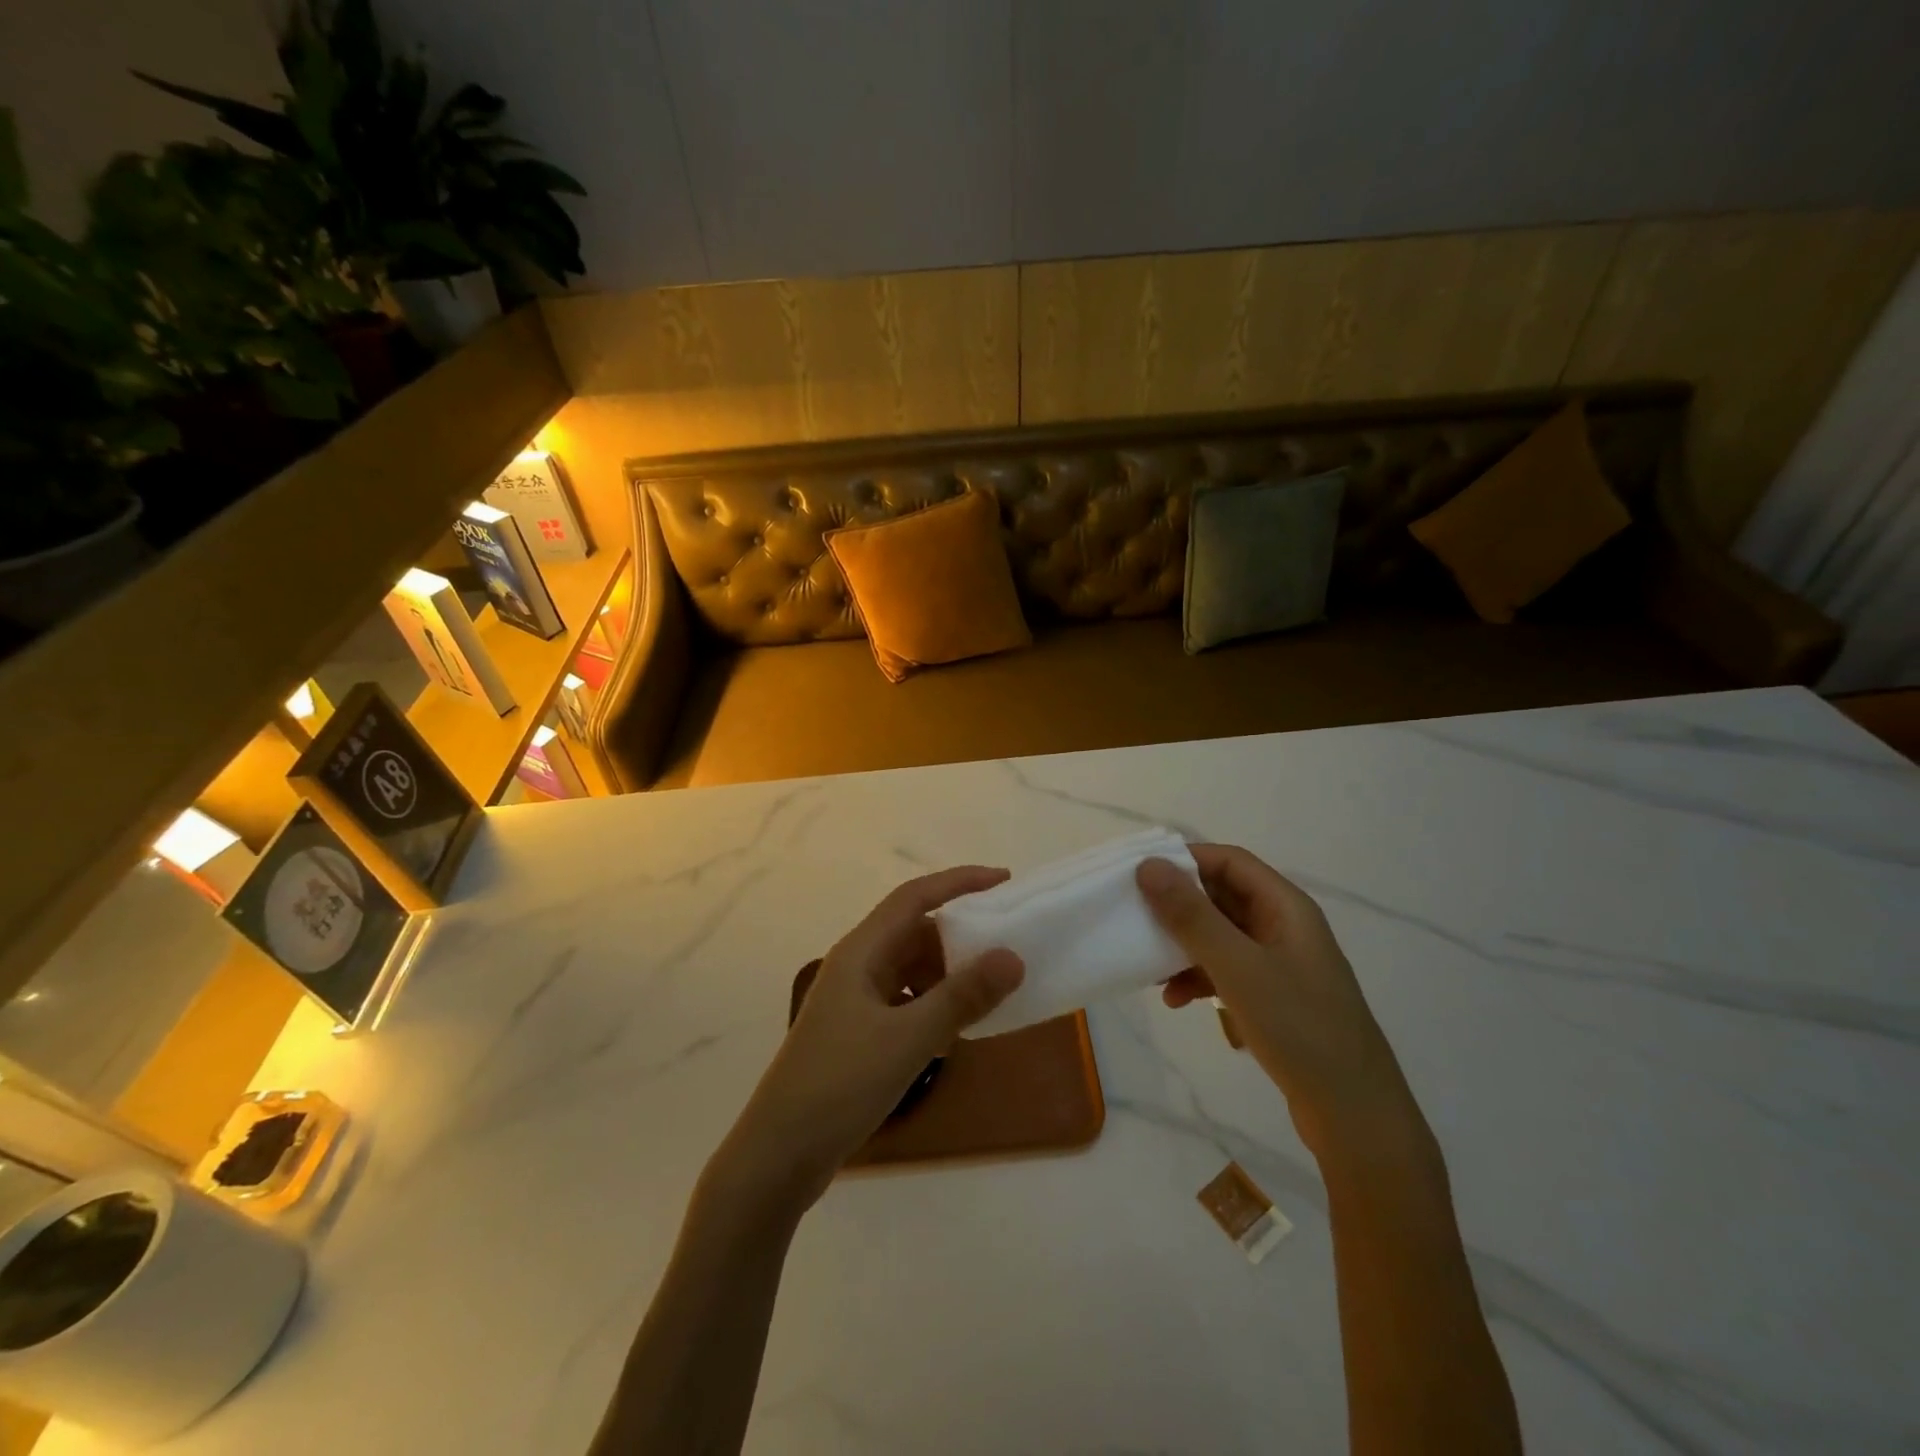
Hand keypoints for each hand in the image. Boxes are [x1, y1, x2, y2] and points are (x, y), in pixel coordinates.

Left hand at [708, 867, 1024, 1212]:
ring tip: (989, 990)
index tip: (1003, 881)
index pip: (915, 897)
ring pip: (911, 968)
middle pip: (914, 931)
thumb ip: (962, 997)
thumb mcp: (909, 1038)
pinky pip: (906, 1000)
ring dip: (949, 973)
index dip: (959, 882)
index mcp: (861, 951)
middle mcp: (857, 966)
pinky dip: (934, 1004)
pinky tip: (956, 1029)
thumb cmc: (841, 1084)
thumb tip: (1012, 957)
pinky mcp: (857, 1032)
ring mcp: (855, 1000)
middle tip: (1006, 944)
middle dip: (960, 934)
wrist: (779, 1154)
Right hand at [1137, 846, 1428, 1166]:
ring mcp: (1281, 964)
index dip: (1186, 860)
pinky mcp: (1275, 998)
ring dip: (1184, 946)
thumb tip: (1148, 865)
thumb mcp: (1237, 966)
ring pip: (1221, 936)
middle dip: (1178, 906)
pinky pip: (1228, 971)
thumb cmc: (1298, 1027)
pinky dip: (1199, 978)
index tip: (1141, 874)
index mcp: (1286, 907)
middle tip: (1136, 918)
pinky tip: (1175, 1000)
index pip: (1230, 861)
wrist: (1354, 1115)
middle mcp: (1285, 926)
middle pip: (1223, 897)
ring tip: (1149, 967)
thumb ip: (1191, 915)